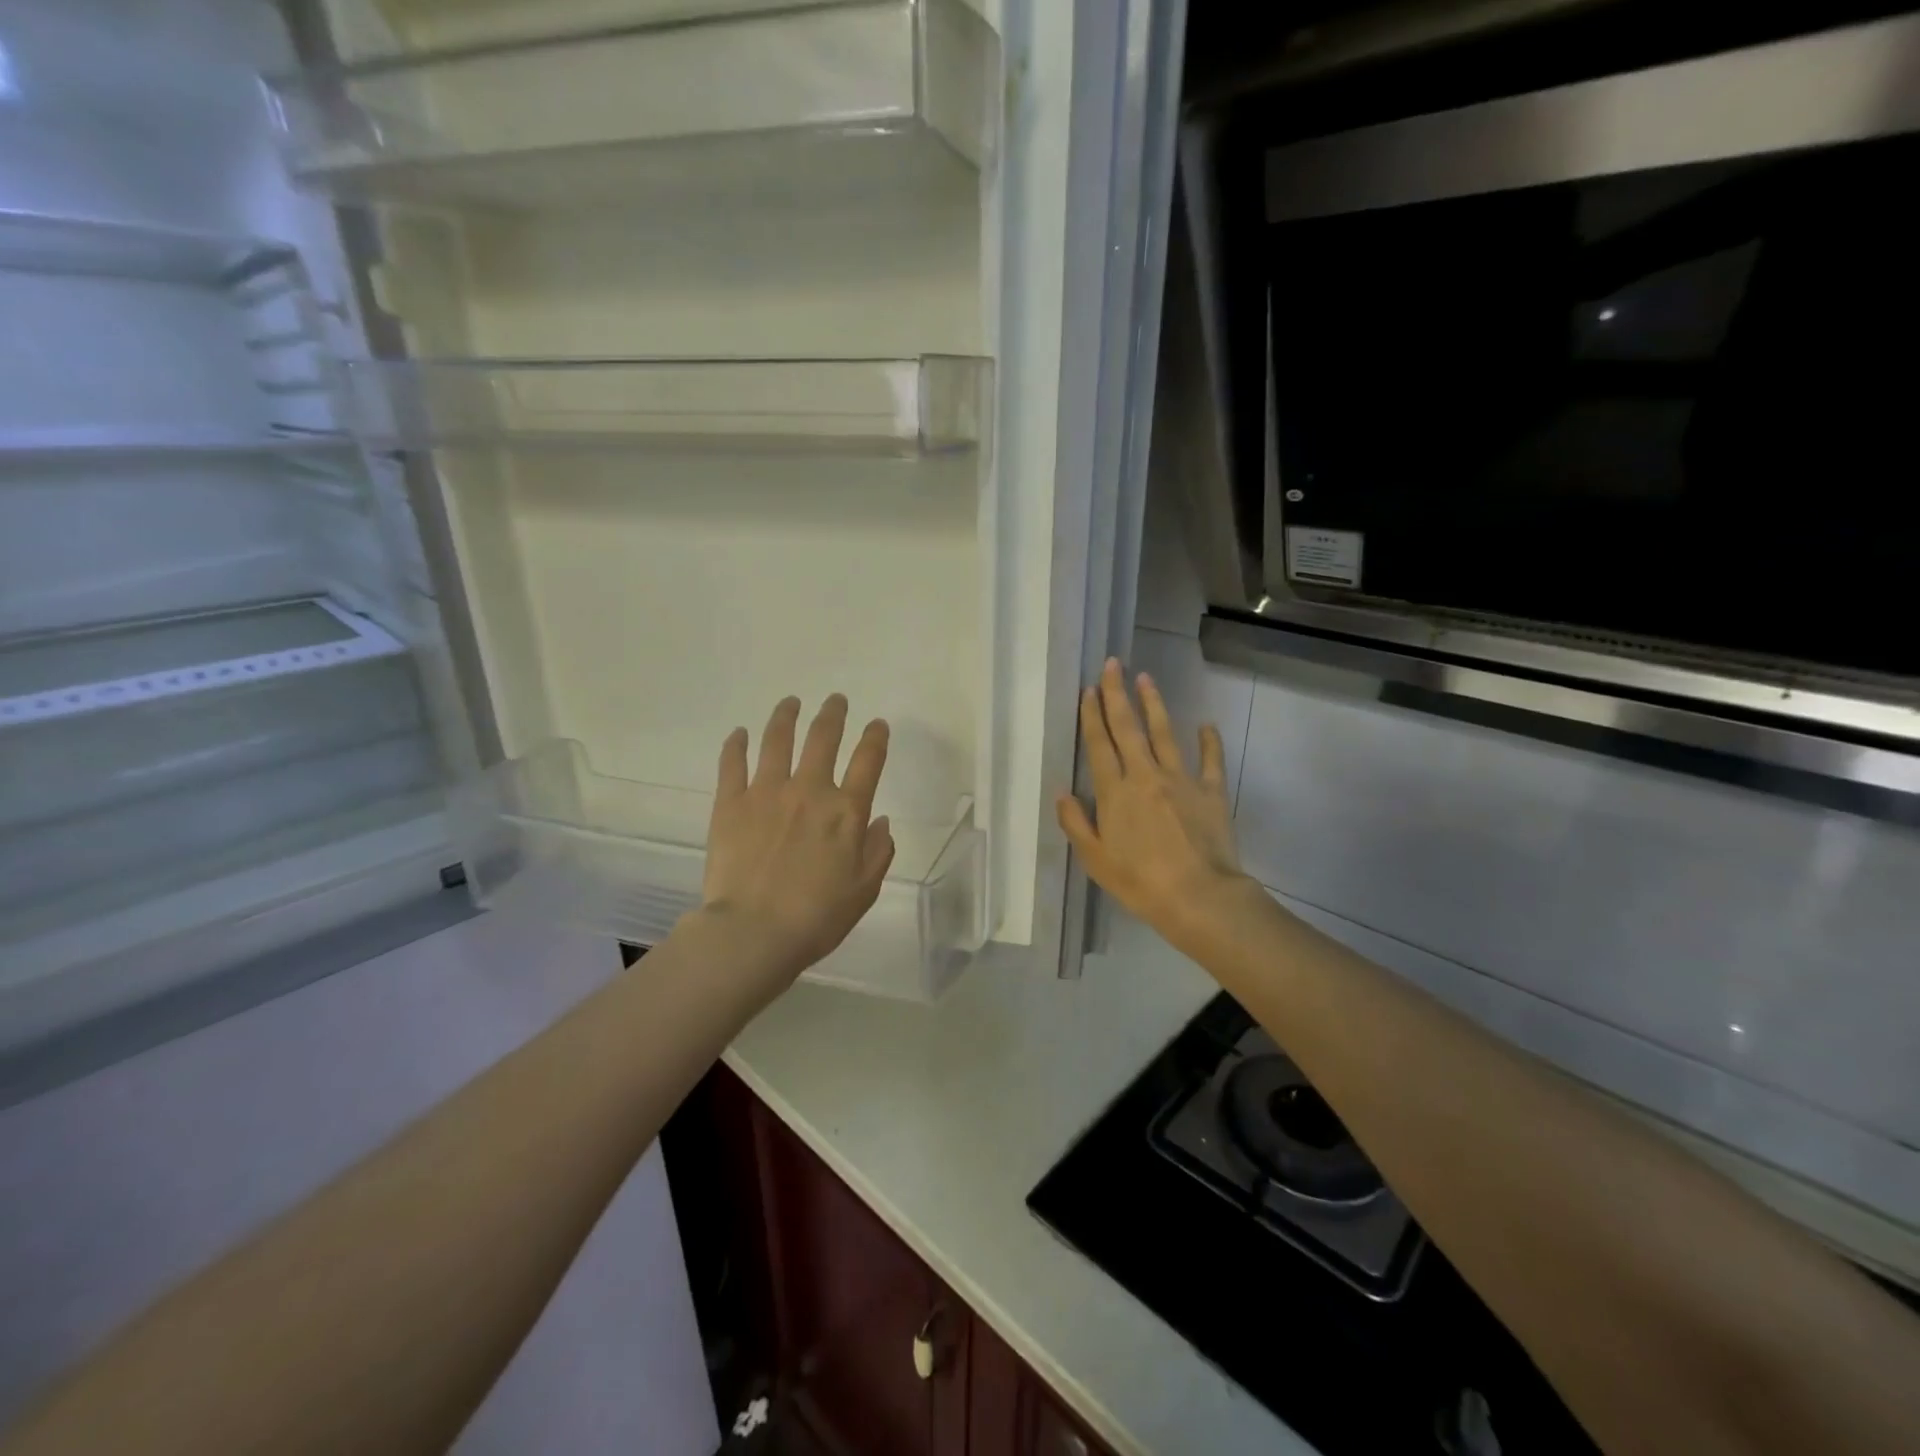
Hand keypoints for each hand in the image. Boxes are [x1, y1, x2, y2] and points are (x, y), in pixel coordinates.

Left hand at [697, 694, 895, 994]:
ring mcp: (766, 792)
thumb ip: (878, 851)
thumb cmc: (817, 917)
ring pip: (777, 740)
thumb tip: (880, 821)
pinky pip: (733, 763)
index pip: (868, 760)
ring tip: (790, 703)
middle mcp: (809, 791)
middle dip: (832, 714)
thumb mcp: (864, 889)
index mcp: (846, 811)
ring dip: (786, 716)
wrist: (753, 933)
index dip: (876, 737)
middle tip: (835, 701)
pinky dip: (736, 745)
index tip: (877, 725)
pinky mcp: (730, 803)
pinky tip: (739, 734)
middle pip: (823, 738)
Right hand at [1056, 659, 1255, 954]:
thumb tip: (1062, 792)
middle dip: (1117, 695)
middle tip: (1112, 664)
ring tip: (1145, 678)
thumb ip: (1075, 823)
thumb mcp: (1095, 859)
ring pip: (1165, 734)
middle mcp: (1145, 776)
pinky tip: (1206, 724)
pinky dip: (1209, 741)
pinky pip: (1211, 760)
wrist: (1198, 897)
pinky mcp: (1211, 792)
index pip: (1100, 746)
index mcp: (1114, 793)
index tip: (1088, 690)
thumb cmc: (1139, 882)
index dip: (1092, 716)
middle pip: (1129, 728)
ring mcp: (1181, 780)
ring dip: (1154, 704)